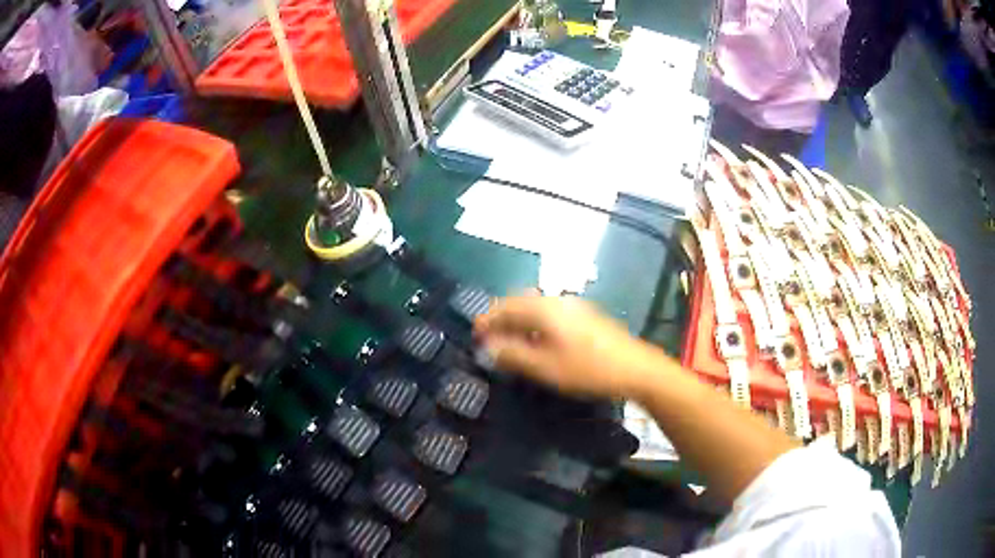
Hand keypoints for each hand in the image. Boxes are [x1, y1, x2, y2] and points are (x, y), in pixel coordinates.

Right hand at [474, 293, 676, 399]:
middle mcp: (557, 300)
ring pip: (535, 308)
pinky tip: (537, 342)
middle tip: (488, 339)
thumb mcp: (545, 367)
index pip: (505, 306)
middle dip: (501, 319)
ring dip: (517, 322)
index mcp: (544, 308)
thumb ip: (512, 355)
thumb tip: (486, 347)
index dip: (487, 319)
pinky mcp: (584, 317)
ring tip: (508, 343)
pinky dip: (534, 325)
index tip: (474, 334)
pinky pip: (549, 314)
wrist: (634, 368)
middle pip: (520, 303)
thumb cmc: (587, 369)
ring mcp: (573, 306)